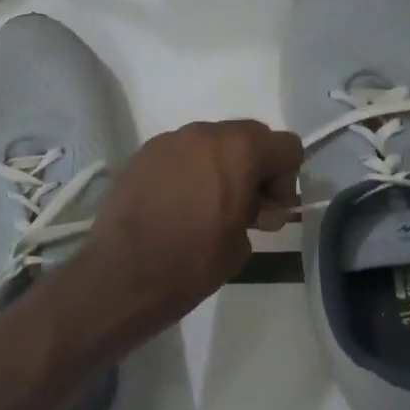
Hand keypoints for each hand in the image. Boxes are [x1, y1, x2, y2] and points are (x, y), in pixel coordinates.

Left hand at [74, 120, 302, 341]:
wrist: (122, 275)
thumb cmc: (192, 262)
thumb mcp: (241, 243)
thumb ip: (258, 213)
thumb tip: (254, 207)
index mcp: (238, 150)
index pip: (286, 146)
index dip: (286, 180)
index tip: (270, 211)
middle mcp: (203, 133)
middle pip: (248, 137)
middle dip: (255, 168)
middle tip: (245, 209)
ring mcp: (168, 141)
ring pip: (211, 143)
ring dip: (220, 168)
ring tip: (207, 209)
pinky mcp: (141, 156)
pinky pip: (180, 155)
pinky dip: (189, 173)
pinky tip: (177, 207)